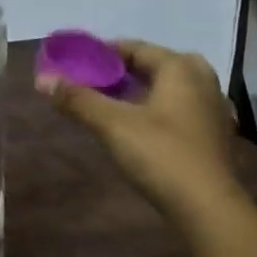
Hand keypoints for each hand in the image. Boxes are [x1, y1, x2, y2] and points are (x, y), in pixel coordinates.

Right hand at [37, 40, 240, 215]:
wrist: (209, 209)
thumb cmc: (162, 155)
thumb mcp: (113, 124)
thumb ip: (78, 99)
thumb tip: (43, 79)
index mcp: (180, 68)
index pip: (133, 47)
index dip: (101, 53)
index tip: (74, 64)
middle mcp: (201, 80)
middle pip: (152, 65)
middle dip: (120, 72)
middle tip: (90, 83)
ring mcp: (212, 108)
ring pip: (167, 88)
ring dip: (137, 92)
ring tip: (107, 104)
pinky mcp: (212, 135)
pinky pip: (177, 109)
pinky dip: (154, 110)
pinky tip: (136, 127)